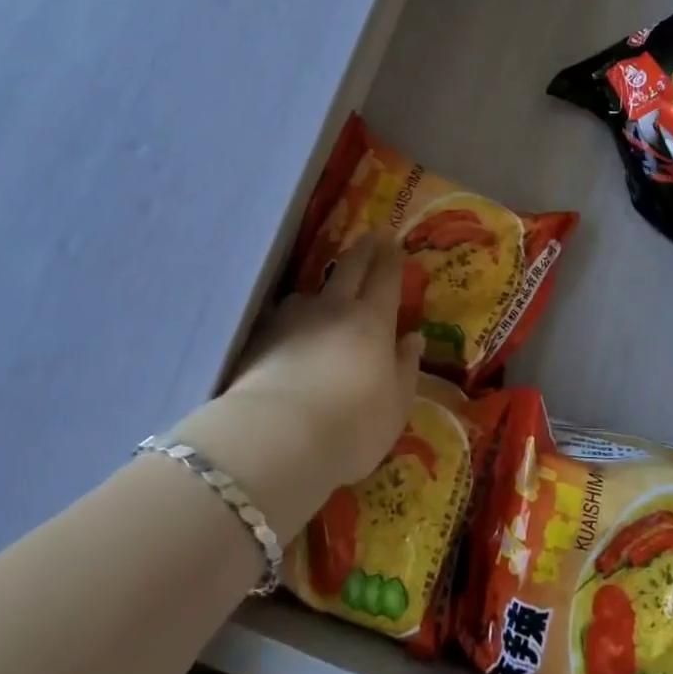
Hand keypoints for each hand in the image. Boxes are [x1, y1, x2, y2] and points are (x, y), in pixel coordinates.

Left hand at [172, 237, 422, 541]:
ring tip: (325, 292)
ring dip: (323, 287)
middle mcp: (334, 309)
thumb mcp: (395, 407)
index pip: (385, 277)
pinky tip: (288, 327)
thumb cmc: (350, 428)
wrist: (274, 439)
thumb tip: (413, 338)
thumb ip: (406, 369)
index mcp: (373, 321)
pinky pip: (282, 315)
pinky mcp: (259, 336)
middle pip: (351, 267)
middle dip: (365, 249)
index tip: (393, 240)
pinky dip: (291, 316)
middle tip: (373, 234)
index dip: (391, 257)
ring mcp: (293, 319)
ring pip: (311, 291)